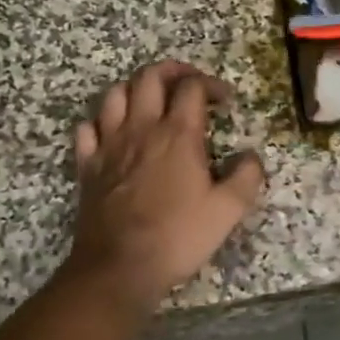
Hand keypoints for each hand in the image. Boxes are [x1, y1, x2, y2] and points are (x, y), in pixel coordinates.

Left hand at [67, 60, 265, 312]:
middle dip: (172, 71)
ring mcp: (109, 144)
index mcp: (178, 134)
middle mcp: (142, 128)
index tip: (225, 101)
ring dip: (135, 89)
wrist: (118, 268)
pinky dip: (100, 122)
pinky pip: (87, 128)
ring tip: (151, 102)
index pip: (192, 86)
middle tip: (188, 84)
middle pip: (149, 76)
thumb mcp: (227, 210)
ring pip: (115, 94)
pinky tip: (113, 132)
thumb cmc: (177, 236)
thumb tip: (251, 155)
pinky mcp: (88, 165)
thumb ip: (247, 176)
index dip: (211, 84)